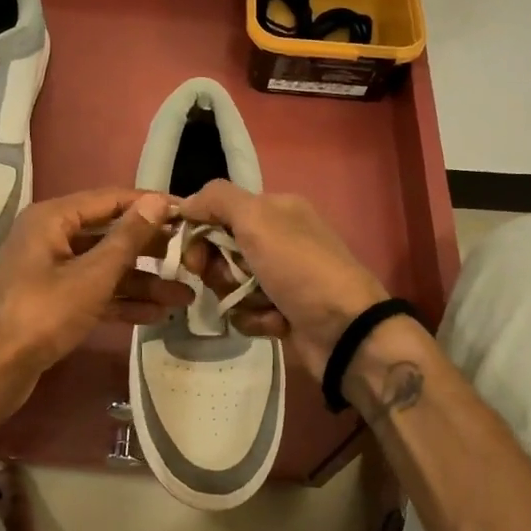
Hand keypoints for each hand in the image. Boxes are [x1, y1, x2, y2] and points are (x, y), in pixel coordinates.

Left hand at [0, 187, 181, 413]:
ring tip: (184, 295)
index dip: (150, 205)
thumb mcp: (91, 276)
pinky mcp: (54, 301)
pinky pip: (94, 292)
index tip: (189, 214)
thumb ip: (127, 238)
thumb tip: (156, 201)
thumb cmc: (42, 315)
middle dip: (151, 249)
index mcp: (53, 218)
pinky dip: (122, 300)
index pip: (111, 199)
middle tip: (192, 256)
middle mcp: (51, 237)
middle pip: (110, 234)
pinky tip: (156, 314)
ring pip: (105, 267)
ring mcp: (52, 270)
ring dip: (142, 281)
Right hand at [178, 180, 388, 381]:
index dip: (199, 233)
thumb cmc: (299, 268)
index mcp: (275, 209)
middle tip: (230, 280)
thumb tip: (185, 204)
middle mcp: (277, 238)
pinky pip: (244, 311)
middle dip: (219, 270)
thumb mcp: (257, 220)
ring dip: (239, 297)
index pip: (218, 212)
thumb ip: (217, 200)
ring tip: (264, 304)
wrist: (344, 330)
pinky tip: (276, 322)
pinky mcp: (279, 310)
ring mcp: (279, 277)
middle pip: (219, 251)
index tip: (194, 256)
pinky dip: (255, 318)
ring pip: (229, 284)